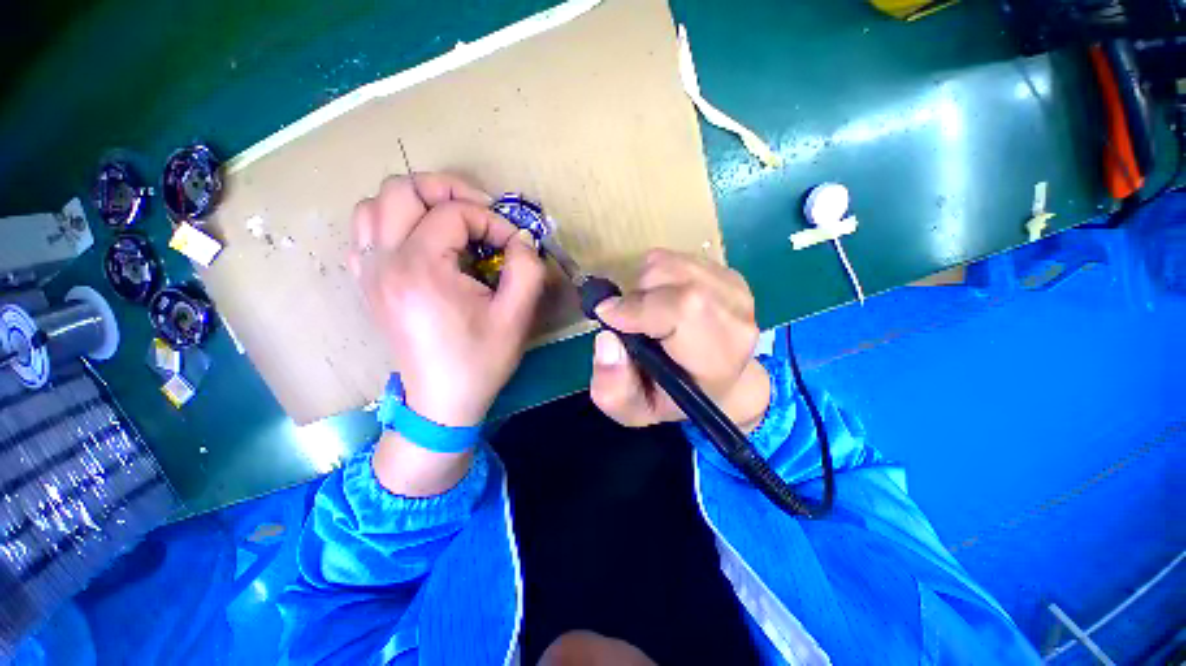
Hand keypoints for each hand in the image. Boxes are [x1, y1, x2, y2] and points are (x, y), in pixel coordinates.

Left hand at [349, 173, 545, 427]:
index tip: (514, 245)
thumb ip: (527, 269)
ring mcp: (369, 272)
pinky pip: (367, 233)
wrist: (442, 401)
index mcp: (420, 268)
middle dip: (448, 190)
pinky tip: (422, 244)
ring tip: (450, 223)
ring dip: (417, 203)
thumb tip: (522, 239)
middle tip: (480, 212)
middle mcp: (385, 261)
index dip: (492, 220)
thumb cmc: (480, 361)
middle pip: (402, 189)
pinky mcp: (368, 284)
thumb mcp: (516, 317)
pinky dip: (394, 224)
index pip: (454, 212)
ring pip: (376, 205)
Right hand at [590, 249, 769, 430]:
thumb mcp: (636, 410)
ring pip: (667, 262)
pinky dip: (656, 276)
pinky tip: (663, 300)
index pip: (683, 309)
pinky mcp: (727, 272)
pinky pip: (674, 258)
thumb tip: (606, 339)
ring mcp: (735, 289)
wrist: (721, 382)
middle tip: (630, 322)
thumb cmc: (676, 398)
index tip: (606, 316)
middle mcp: (736, 316)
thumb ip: (614, 388)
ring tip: (647, 313)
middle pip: (669, 276)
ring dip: (643, 285)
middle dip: (634, 295)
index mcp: (718, 357)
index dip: (637, 307)